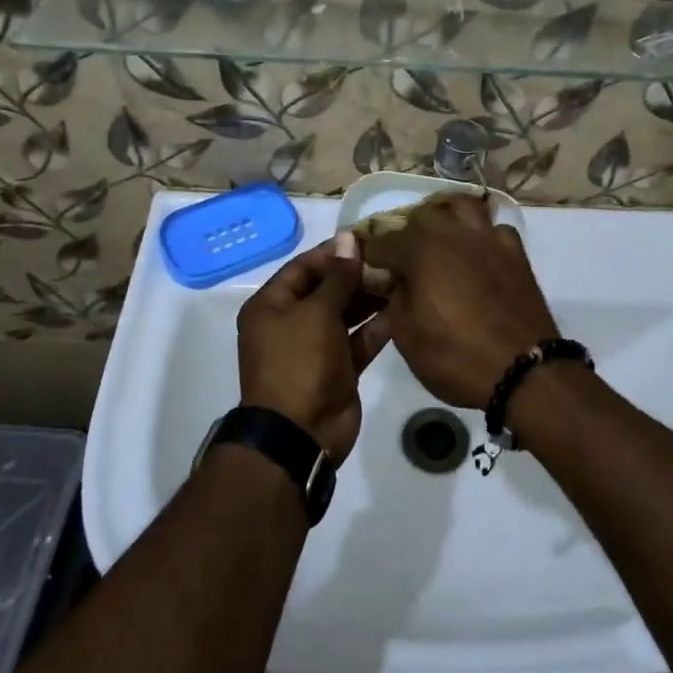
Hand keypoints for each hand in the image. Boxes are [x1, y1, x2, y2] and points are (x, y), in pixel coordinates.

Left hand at [237, 233, 390, 463]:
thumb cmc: (300, 362)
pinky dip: (376, 328)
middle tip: (391, 259)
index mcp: (271, 305)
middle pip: (326, 289)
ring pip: (345, 315)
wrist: (300, 434)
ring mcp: (315, 348)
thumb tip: (348, 238)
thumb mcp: (317, 312)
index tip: (367, 239)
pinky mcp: (338, 369)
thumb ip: (338, 277)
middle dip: (356, 275)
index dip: (333, 252)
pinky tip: (401, 310)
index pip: (303, 267)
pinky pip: (358, 341)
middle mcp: (290, 323)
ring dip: (369, 299)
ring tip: (400, 279)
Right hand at [361, 195, 558, 408]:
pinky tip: (478, 255)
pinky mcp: (516, 252)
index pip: (383, 242)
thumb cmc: (456, 356)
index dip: (370, 257)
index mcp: (421, 248)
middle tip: (404, 262)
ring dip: (446, 219)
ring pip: (462, 208)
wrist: (524, 371)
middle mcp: (454, 232)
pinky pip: (494, 229)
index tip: (368, 271)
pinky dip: (482, 236)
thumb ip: (393, 297)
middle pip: (422, 216)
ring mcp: (489, 238)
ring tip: (441, 243)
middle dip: (407, 234)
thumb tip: (392, 279)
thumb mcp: (406, 335)